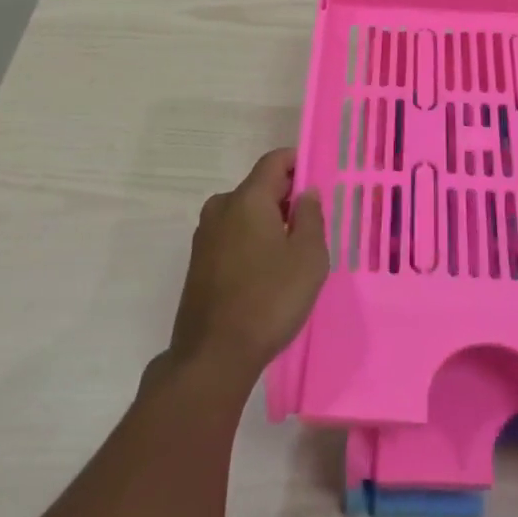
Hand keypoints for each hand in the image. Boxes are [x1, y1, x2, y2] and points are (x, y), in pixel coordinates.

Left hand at [164, 149, 328, 385]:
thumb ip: (311, 216)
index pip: (274, 160)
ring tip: (293, 250)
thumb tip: (306, 192)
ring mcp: (205, 235)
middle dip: (287, 196)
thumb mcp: (308, 257)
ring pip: (245, 212)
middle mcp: (221, 207)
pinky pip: (232, 235)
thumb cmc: (269, 299)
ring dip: (269, 221)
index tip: (319, 179)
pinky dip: (252, 240)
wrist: (213, 356)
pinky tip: (268, 270)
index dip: (298, 162)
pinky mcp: (199, 262)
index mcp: (248, 198)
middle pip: (259, 186)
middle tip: (313, 221)